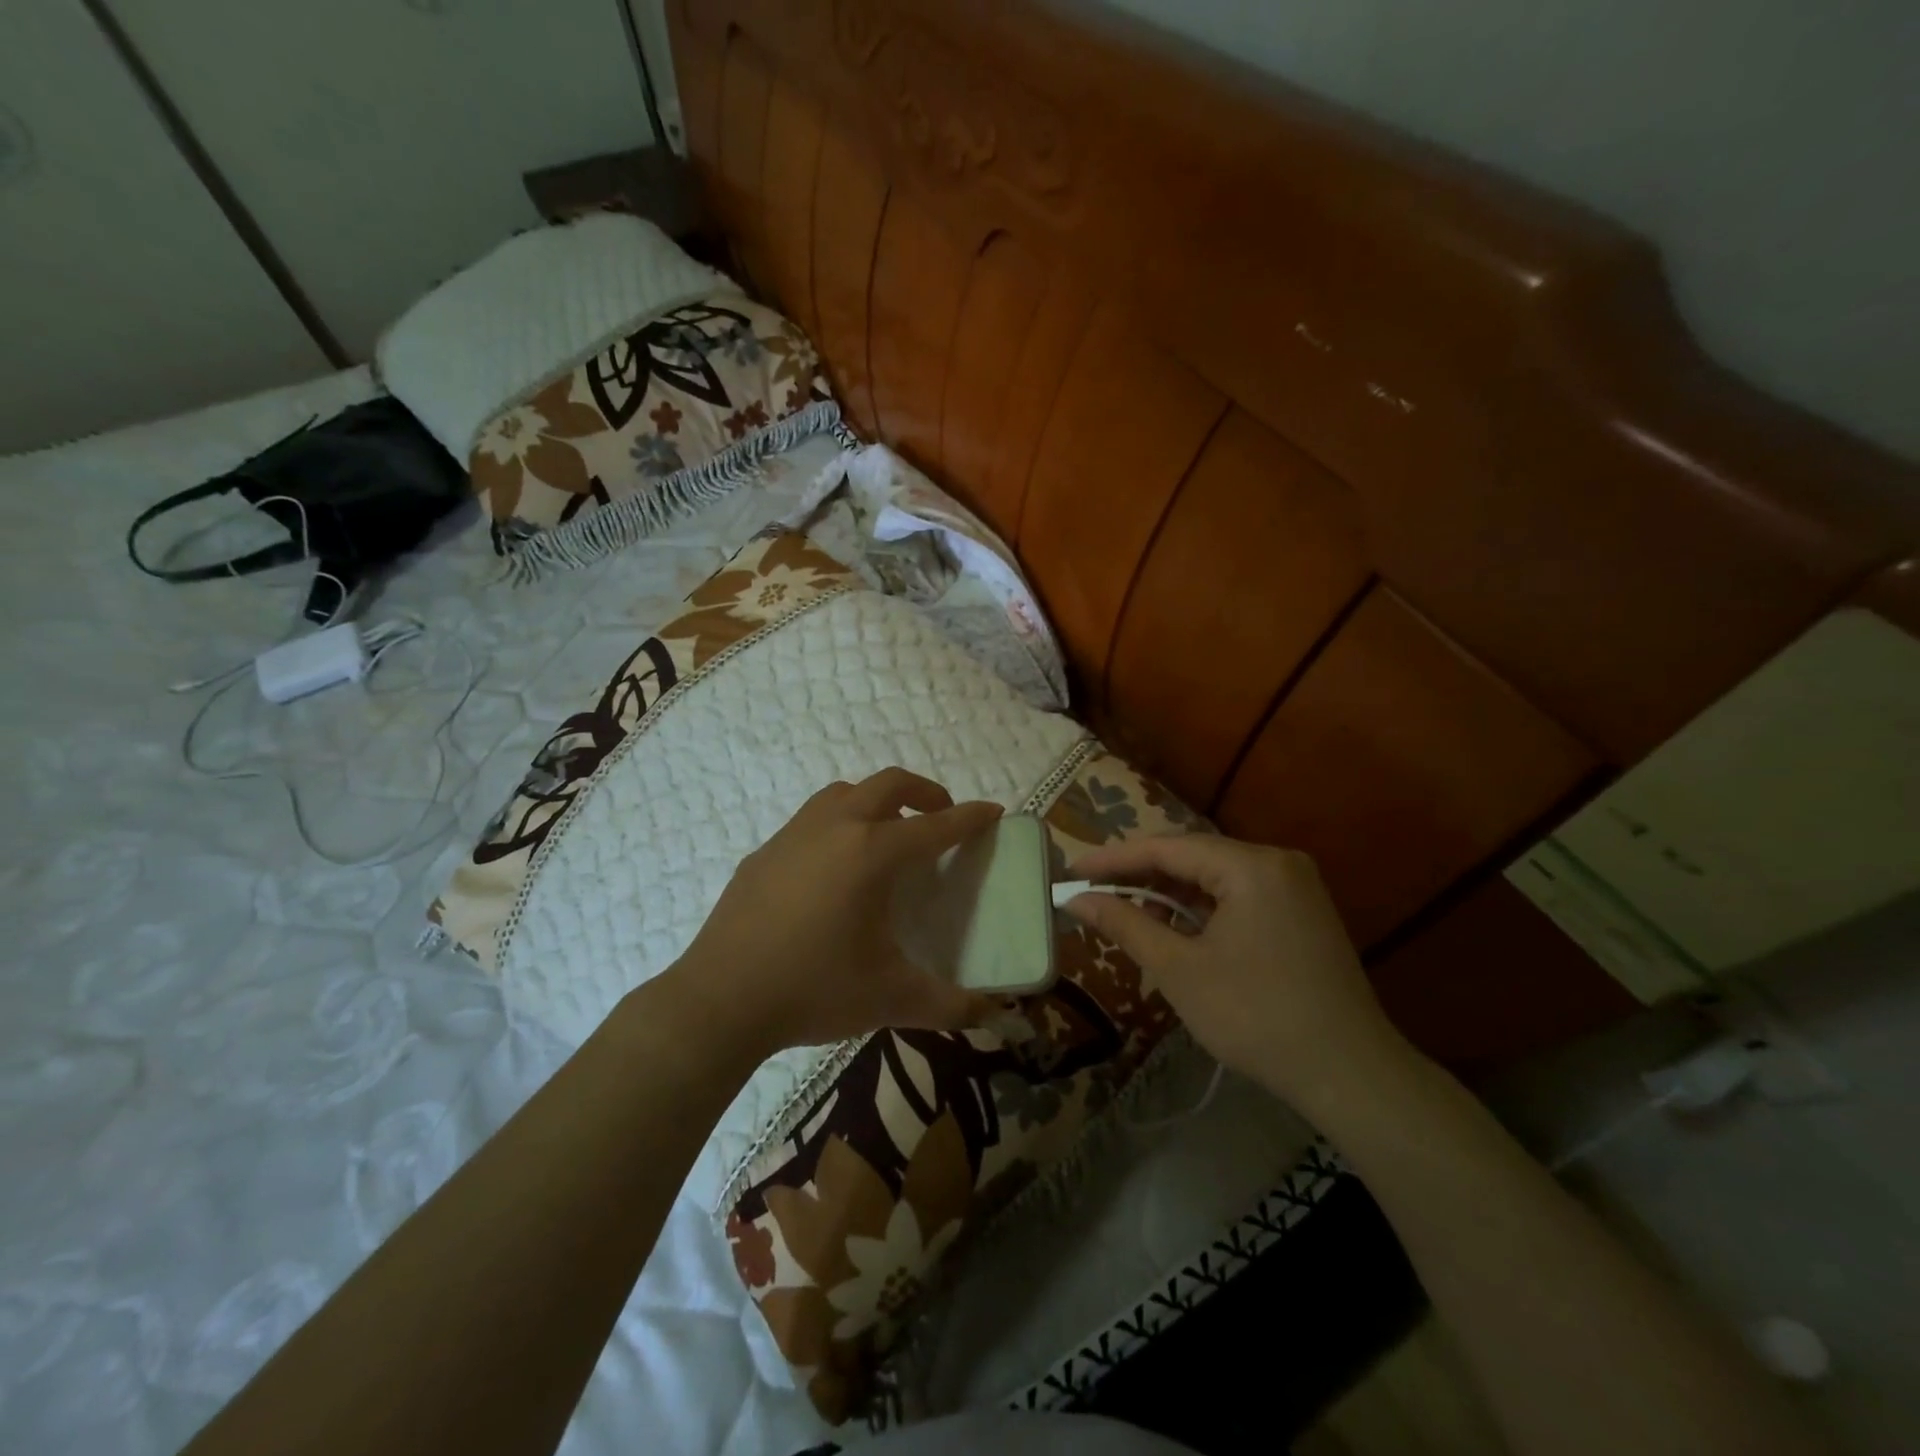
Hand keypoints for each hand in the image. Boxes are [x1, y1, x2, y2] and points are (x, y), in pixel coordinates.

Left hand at [667, 768, 1002, 1056]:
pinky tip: (834, 868)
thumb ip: (950, 1005)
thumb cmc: (813, 990)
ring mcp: (794, 835)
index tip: (992, 811)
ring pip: (845, 793)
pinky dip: (839, 824)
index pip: (936, 826)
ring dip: (876, 801)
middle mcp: (835, 828)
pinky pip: (812, 819)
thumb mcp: (890, 999)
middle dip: (924, 792)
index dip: (970, 817)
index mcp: (872, 854)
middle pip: (889, 784)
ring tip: (888, 834)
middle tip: (941, 816)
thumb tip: (994, 1015)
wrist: (719, 1000)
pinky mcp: (764, 852)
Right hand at [1063, 834, 1412, 1114]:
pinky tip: (1175, 926)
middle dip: (1140, 874)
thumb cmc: (1255, 1017)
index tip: (1072, 870)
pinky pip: (1237, 894)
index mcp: (1251, 866)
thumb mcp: (1179, 969)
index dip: (1113, 859)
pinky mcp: (1301, 911)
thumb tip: (1076, 899)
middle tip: (1092, 889)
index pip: (1167, 848)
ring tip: (1127, 913)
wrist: (1349, 1074)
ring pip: (1214, 876)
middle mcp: (1276, 862)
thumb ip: (1125, 923)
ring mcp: (1294, 886)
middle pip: (1192, 856)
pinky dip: (1201, 907)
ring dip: (1169, 892)